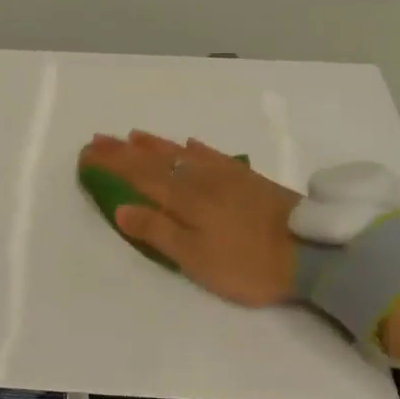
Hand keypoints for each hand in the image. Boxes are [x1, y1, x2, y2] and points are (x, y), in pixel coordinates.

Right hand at [79, 131, 300, 306]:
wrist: (312, 251)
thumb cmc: (247, 263)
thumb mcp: (195, 258)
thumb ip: (158, 231)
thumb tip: (121, 207)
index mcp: (183, 198)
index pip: (138, 175)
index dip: (111, 163)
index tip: (87, 152)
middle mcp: (200, 179)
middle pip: (156, 160)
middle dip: (125, 150)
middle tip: (100, 138)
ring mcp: (226, 176)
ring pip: (182, 154)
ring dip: (155, 144)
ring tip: (134, 135)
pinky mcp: (248, 180)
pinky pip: (213, 156)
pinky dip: (195, 149)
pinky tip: (190, 145)